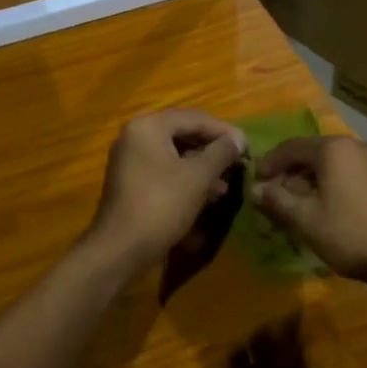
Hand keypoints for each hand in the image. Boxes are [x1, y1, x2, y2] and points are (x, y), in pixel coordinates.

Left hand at [86, 110, 247, 272]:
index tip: (247, 147)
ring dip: (202, 166)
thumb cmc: (161, 205)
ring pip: (174, 154)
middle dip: (212, 150)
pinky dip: (186, 178)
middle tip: (237, 163)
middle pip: (183, 133)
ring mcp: (130, 159)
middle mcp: (135, 135)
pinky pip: (164, 170)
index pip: (194, 118)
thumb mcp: (198, 177)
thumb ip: (221, 152)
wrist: (119, 250)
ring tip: (226, 185)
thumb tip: (238, 138)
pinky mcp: (130, 181)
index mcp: (148, 126)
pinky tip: (206, 195)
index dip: (223, 131)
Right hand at [251, 136, 366, 287]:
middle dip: (290, 174)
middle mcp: (356, 145)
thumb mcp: (304, 219)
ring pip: (332, 164)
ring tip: (298, 206)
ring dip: (310, 181)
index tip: (255, 183)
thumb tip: (255, 189)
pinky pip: (350, 173)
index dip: (270, 164)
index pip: (291, 147)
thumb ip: (276, 200)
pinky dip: (332, 184)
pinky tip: (327, 208)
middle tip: (275, 198)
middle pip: (313, 153)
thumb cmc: (349, 234)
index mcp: (334, 149)